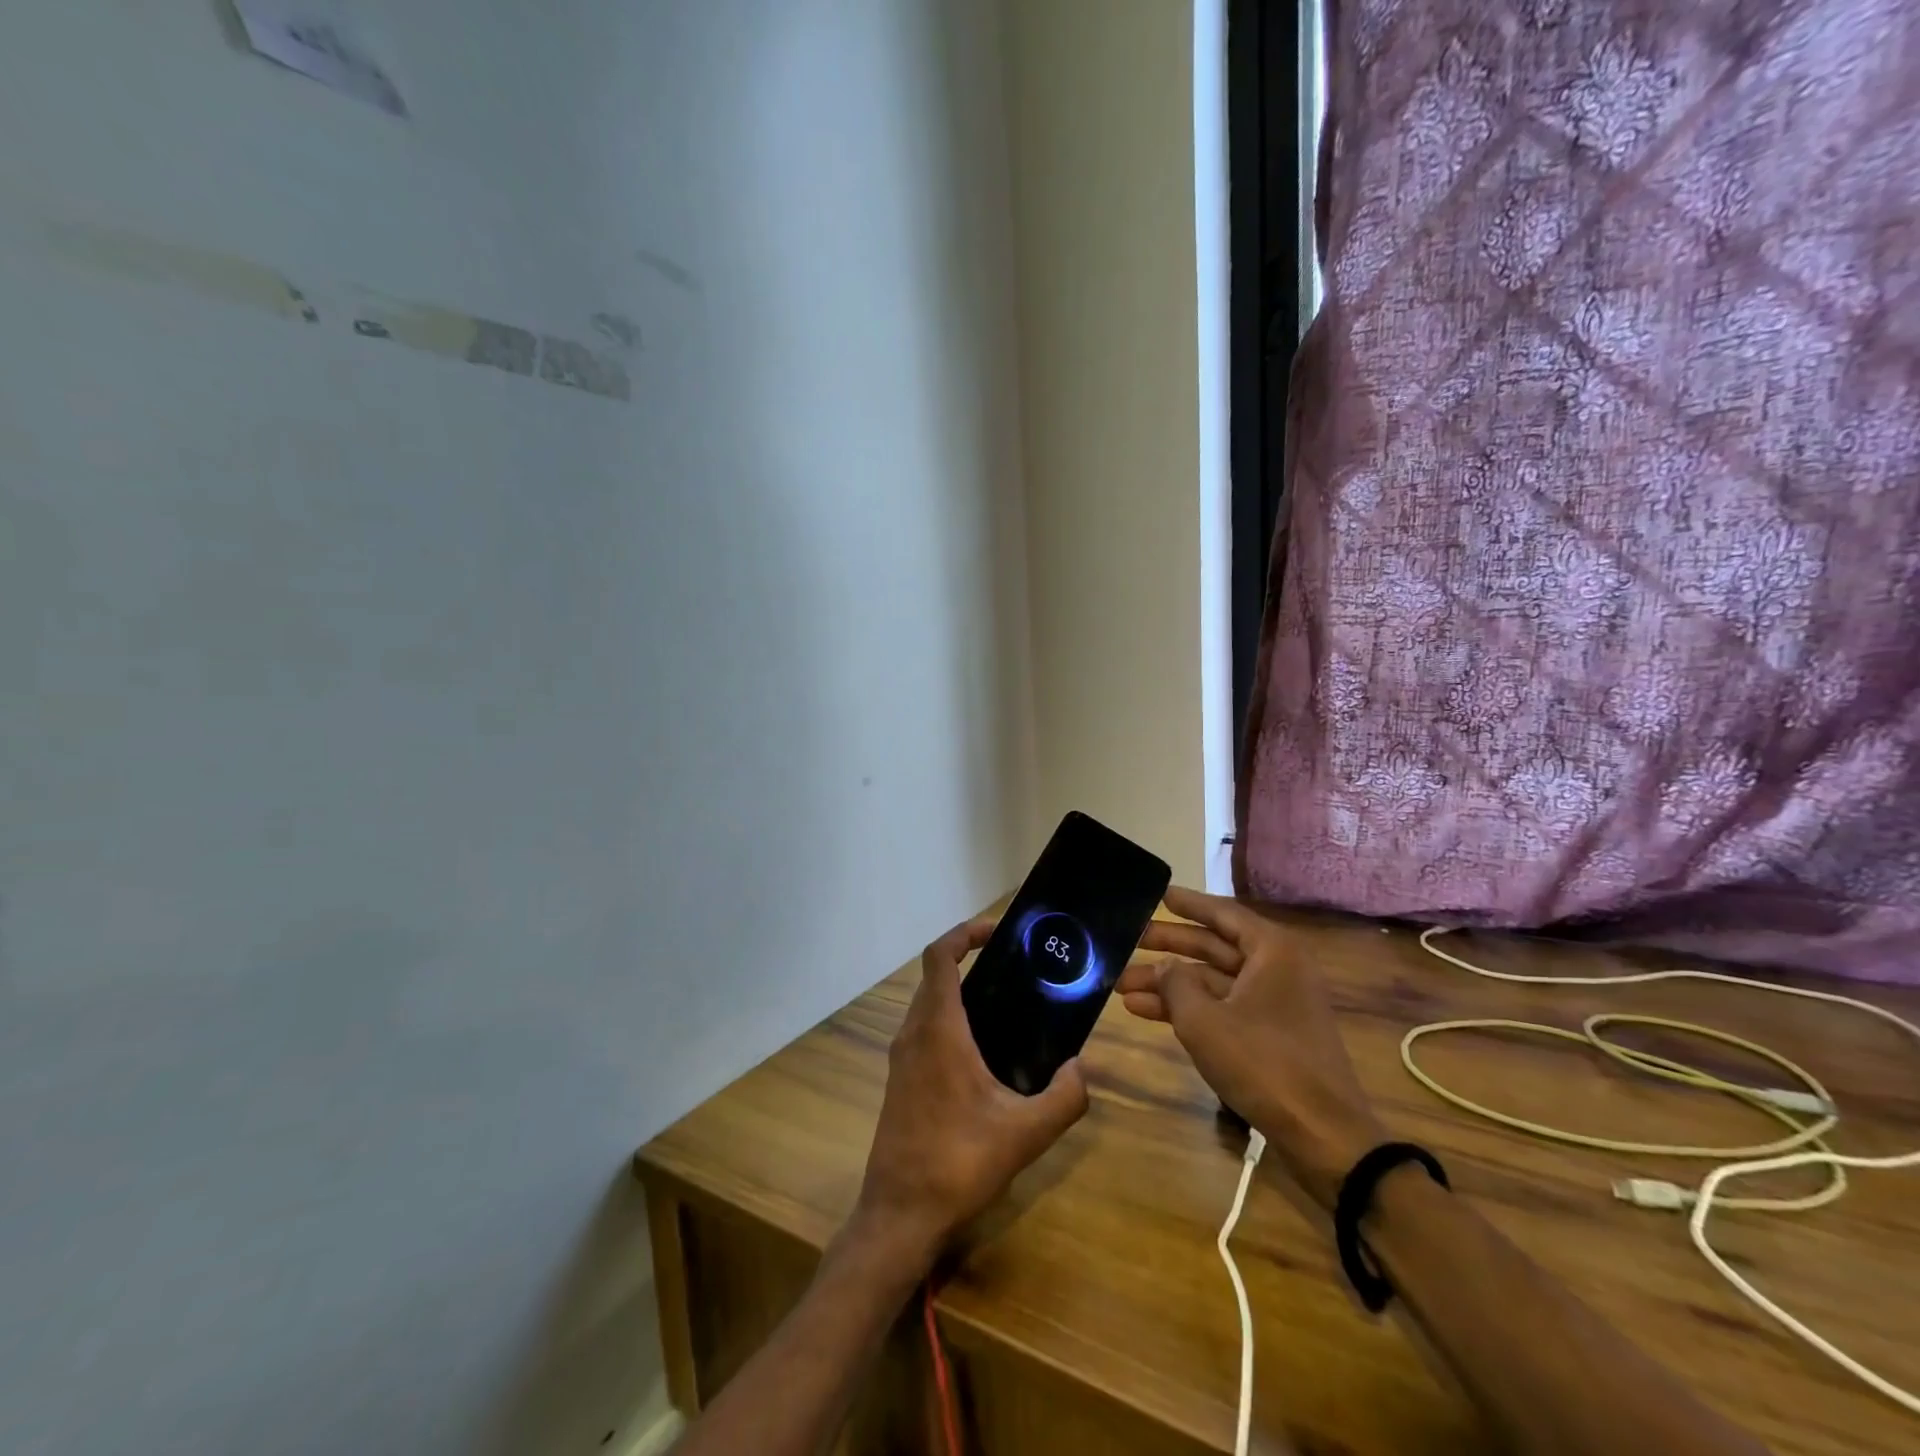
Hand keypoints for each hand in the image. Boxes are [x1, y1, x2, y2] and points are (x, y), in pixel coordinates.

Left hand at [854, 917, 1089, 1260]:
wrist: (900, 1214)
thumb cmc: (958, 1163)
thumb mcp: (1025, 1134)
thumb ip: (1064, 1098)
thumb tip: (1082, 1068)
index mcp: (938, 1029)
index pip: (939, 956)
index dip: (965, 933)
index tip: (998, 932)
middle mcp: (914, 1033)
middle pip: (935, 976)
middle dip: (969, 960)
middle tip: (1015, 969)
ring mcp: (901, 1057)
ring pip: (927, 1004)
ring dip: (958, 992)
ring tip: (1005, 1005)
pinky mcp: (899, 1080)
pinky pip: (923, 1030)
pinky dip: (948, 1020)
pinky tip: (982, 1051)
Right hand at [1114, 887, 1385, 1210]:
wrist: (1323, 1136)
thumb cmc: (1263, 1063)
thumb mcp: (1204, 1020)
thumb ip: (1175, 983)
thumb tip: (1165, 967)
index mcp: (1272, 951)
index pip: (1222, 913)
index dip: (1187, 904)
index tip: (1158, 895)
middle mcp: (1277, 969)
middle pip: (1214, 947)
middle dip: (1168, 947)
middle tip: (1129, 941)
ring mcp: (1275, 1004)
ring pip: (1212, 981)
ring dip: (1169, 984)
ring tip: (1122, 985)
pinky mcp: (1270, 1036)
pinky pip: (1221, 1008)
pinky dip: (1187, 1009)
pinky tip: (1145, 1012)